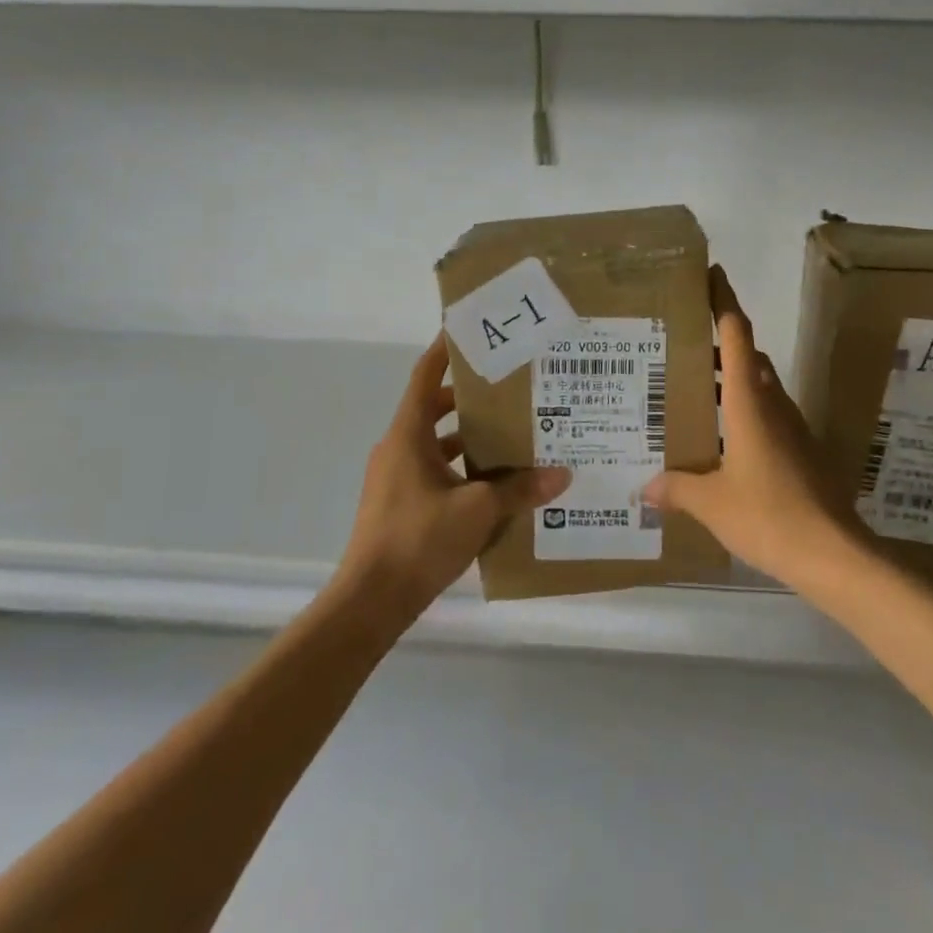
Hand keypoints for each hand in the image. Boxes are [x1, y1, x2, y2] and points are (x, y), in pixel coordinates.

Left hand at [340, 334, 570, 614]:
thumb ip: (521, 489)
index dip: (445, 351)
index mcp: (408, 435)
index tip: (469, 331)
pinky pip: (435, 472)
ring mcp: (396, 479)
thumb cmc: (419, 539)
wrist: (370, 601)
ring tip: (513, 437)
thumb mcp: (479, 510)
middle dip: (472, 400)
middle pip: (435, 409)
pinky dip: (462, 470)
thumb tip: (562, 474)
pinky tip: (495, 485)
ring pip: (437, 444)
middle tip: (512, 391)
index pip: (425, 377)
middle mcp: (398, 449)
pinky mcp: (400, 505)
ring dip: (470, 439)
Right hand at [642, 267, 857, 588]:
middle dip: (720, 343)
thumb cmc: (768, 514)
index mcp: (749, 402)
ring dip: (731, 378)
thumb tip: (646, 488)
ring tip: (694, 390)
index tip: (712, 274)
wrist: (832, 553)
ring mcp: (791, 427)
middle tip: (682, 344)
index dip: (724, 301)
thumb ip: (678, 489)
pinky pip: (767, 415)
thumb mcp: (712, 503)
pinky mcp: (801, 450)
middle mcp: (772, 405)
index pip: (737, 336)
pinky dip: (743, 411)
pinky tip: (721, 440)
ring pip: (758, 386)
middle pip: (748, 357)